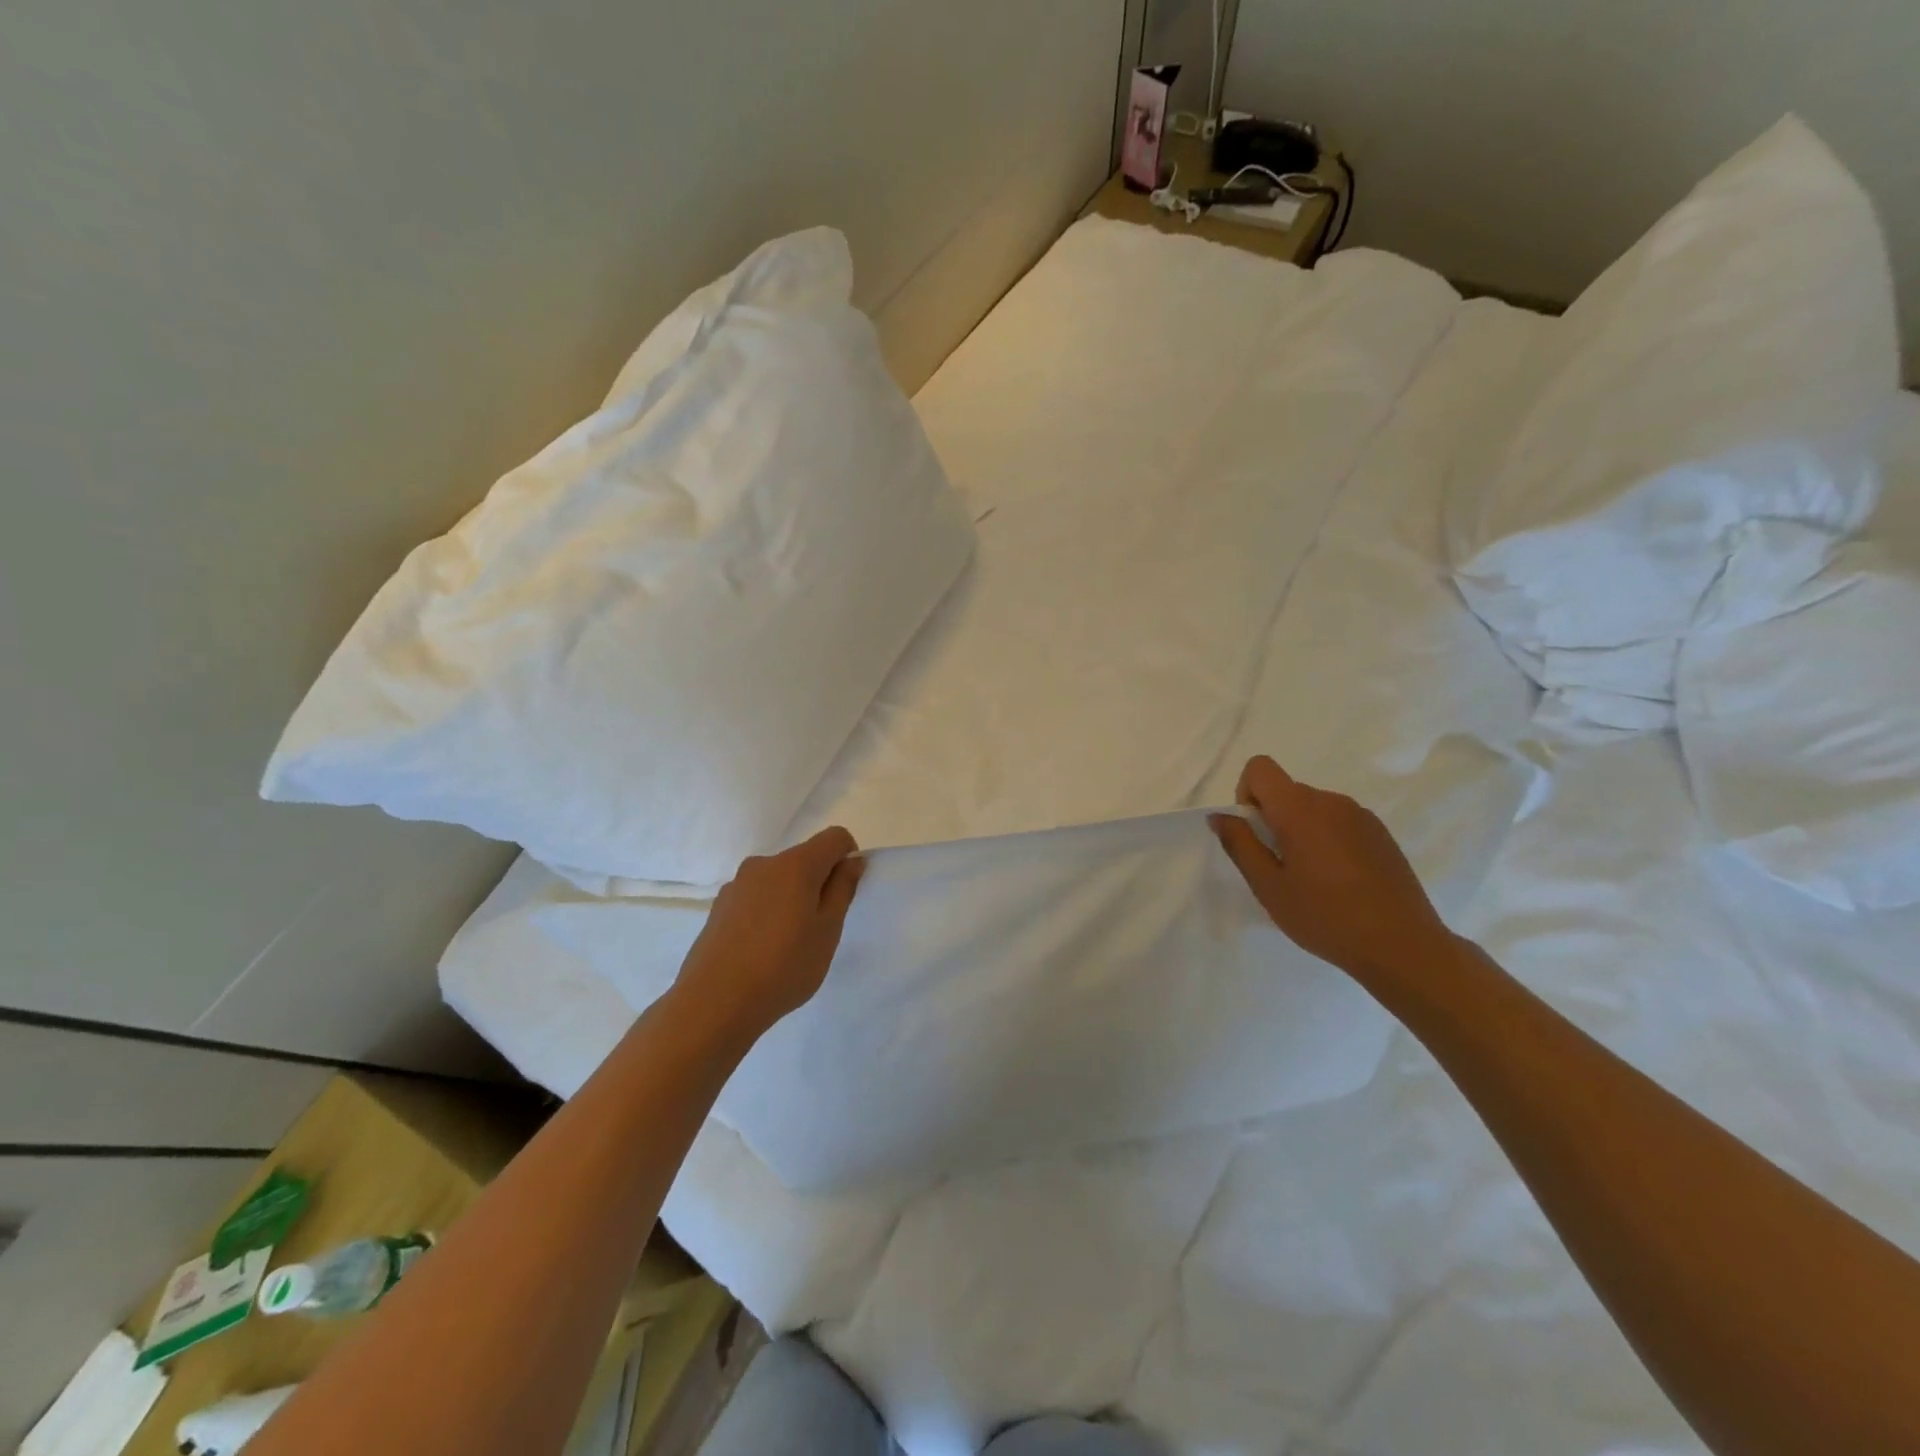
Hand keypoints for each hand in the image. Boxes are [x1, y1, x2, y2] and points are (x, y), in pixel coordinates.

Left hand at [672, 827, 865, 1043]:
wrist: (715, 1002)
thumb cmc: (784, 965)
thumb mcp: (828, 930)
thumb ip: (842, 889)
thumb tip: (851, 860)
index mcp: (796, 864)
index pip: (834, 838)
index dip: (848, 857)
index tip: (845, 894)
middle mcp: (764, 864)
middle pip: (804, 859)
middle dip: (818, 883)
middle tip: (820, 928)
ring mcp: (737, 885)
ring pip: (778, 880)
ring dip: (791, 899)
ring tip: (788, 944)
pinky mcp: (719, 908)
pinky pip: (756, 898)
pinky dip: (767, 913)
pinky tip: (761, 951)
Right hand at [1211, 756, 1454, 981]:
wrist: (1402, 946)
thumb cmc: (1325, 916)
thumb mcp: (1268, 886)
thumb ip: (1240, 844)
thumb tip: (1220, 816)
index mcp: (1299, 808)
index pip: (1260, 768)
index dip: (1246, 793)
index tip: (1256, 834)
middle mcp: (1331, 801)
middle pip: (1286, 791)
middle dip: (1273, 819)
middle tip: (1280, 868)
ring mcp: (1361, 815)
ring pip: (1313, 808)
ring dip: (1301, 831)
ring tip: (1312, 879)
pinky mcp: (1381, 833)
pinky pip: (1339, 822)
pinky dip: (1327, 839)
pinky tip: (1341, 881)